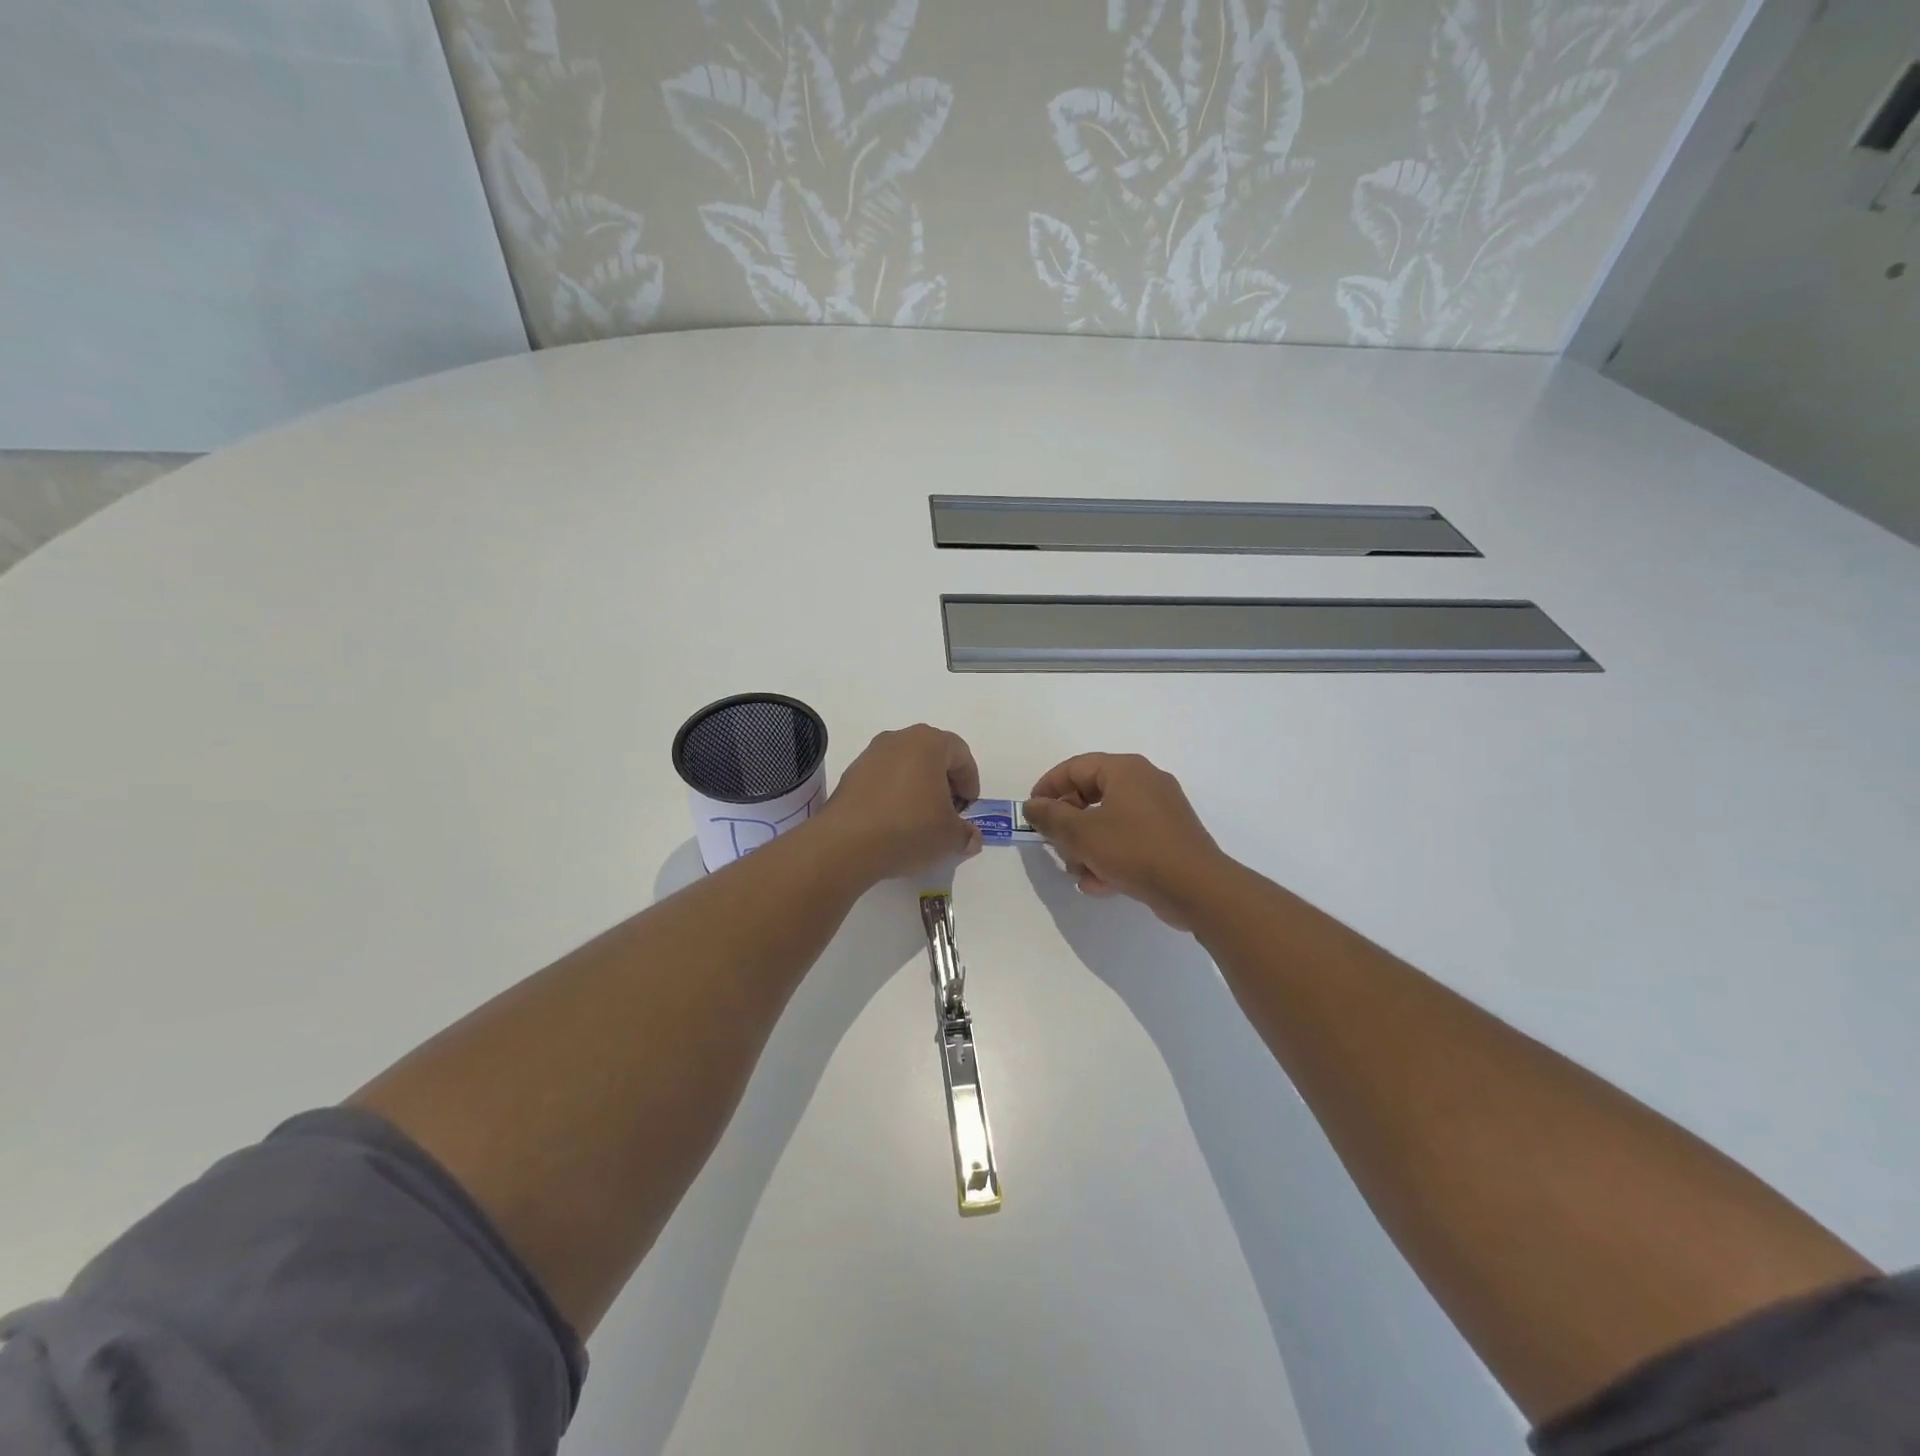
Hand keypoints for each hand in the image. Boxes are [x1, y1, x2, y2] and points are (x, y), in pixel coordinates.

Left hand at [815, 724, 981, 883]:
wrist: (846, 844)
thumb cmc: (909, 829)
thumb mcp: (950, 837)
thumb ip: (966, 834)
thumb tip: (970, 838)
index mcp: (928, 743)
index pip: (960, 753)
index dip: (970, 780)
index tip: (968, 806)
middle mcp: (898, 739)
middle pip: (931, 754)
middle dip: (944, 781)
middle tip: (948, 810)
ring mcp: (870, 755)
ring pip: (905, 765)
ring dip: (917, 786)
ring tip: (921, 818)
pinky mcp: (850, 774)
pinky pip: (882, 778)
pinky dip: (894, 794)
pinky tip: (894, 821)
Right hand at [1024, 754, 1226, 928]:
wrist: (1197, 889)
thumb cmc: (1135, 850)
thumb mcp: (1082, 834)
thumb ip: (1050, 817)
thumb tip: (1032, 806)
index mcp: (1125, 770)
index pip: (1075, 767)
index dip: (1048, 788)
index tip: (1032, 813)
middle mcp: (1145, 782)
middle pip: (1091, 795)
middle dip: (1068, 825)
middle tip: (1056, 846)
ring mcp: (1160, 811)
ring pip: (1108, 822)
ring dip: (1087, 847)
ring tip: (1080, 873)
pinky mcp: (1168, 839)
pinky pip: (1128, 840)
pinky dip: (1111, 857)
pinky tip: (1101, 884)